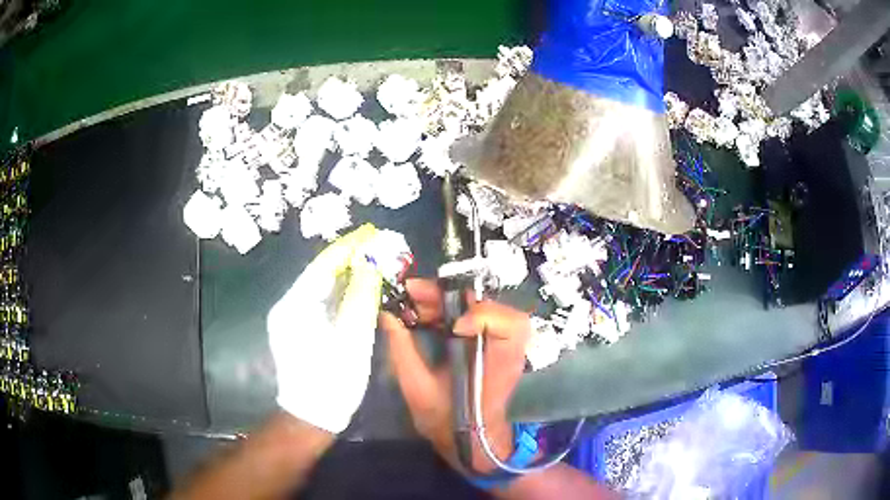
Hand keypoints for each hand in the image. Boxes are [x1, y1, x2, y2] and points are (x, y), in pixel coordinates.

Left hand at [267, 224, 382, 434]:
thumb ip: (360, 297)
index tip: (371, 233)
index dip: (348, 246)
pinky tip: (359, 289)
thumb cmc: (333, 380)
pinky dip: (341, 292)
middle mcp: (289, 305)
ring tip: (373, 261)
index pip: (323, 264)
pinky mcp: (298, 329)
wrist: (313, 416)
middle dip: (349, 258)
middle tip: (377, 246)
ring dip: (346, 274)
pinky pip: (322, 302)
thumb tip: (370, 263)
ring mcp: (291, 318)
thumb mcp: (352, 338)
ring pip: (321, 287)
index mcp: (296, 305)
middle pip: (321, 273)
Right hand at [379, 279, 530, 474]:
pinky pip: (475, 314)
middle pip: (493, 306)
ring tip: (416, 302)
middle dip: (452, 296)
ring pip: (483, 305)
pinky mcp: (491, 343)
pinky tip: (428, 313)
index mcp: (498, 363)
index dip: (482, 317)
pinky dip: (453, 309)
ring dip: (449, 300)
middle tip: (414, 294)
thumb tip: (387, 316)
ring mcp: (502, 344)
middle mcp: (507, 349)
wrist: (467, 437)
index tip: (453, 327)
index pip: (511, 326)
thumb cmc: (446, 420)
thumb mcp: (418, 389)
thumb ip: (402, 351)